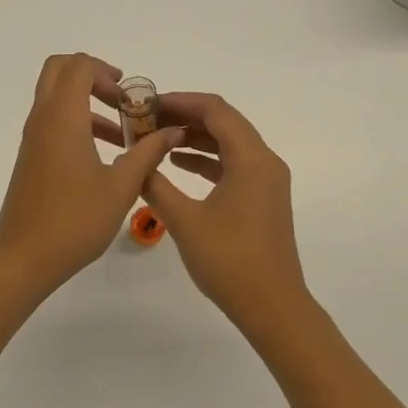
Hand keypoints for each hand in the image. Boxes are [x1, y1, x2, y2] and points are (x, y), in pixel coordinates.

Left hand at [0, 54, 184, 294]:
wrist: (23, 257)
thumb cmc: (75, 220)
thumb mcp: (121, 187)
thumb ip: (148, 153)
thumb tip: (173, 131)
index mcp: (62, 118)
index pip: (78, 67)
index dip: (105, 71)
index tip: (129, 95)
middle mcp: (42, 119)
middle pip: (59, 71)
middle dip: (92, 75)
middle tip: (120, 99)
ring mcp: (33, 138)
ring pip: (55, 97)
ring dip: (86, 101)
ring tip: (121, 133)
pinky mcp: (31, 156)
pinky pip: (52, 121)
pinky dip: (76, 122)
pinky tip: (104, 154)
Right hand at [142, 93, 313, 337]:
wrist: (272, 306)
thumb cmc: (229, 261)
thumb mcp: (184, 220)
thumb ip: (156, 184)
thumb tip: (134, 160)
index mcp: (252, 158)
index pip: (215, 110)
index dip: (180, 101)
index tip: (147, 104)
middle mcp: (265, 161)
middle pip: (224, 121)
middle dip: (185, 116)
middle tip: (147, 118)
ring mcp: (267, 180)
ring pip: (229, 142)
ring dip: (195, 136)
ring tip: (156, 138)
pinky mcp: (263, 197)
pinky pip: (234, 163)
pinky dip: (206, 158)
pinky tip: (178, 164)